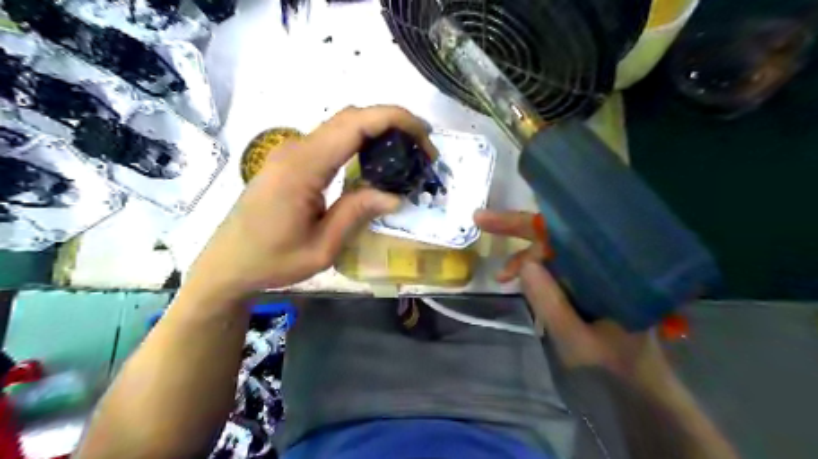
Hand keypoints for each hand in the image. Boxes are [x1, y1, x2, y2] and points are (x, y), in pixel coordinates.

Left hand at [183, 104, 437, 303]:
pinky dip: (361, 142)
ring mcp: (292, 152)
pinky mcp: (292, 161)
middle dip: (393, 123)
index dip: (394, 120)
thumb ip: (357, 214)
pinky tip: (377, 161)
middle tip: (423, 148)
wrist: (227, 264)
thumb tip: (396, 195)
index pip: (355, 125)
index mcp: (303, 168)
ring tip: (407, 154)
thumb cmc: (272, 261)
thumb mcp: (322, 247)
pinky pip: (332, 140)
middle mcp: (296, 150)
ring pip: (342, 125)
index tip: (424, 135)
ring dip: (378, 131)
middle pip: (351, 117)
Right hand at [470, 212, 674, 386]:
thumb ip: (552, 305)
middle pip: (556, 233)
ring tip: (502, 277)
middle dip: (517, 228)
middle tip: (482, 222)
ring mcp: (595, 271)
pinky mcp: (587, 282)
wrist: (640, 386)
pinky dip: (534, 270)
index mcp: (610, 268)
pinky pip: (556, 266)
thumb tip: (525, 265)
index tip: (488, 219)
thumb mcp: (579, 342)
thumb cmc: (615, 366)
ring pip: (553, 249)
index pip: (563, 234)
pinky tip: (518, 280)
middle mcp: (604, 261)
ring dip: (524, 257)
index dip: (524, 223)